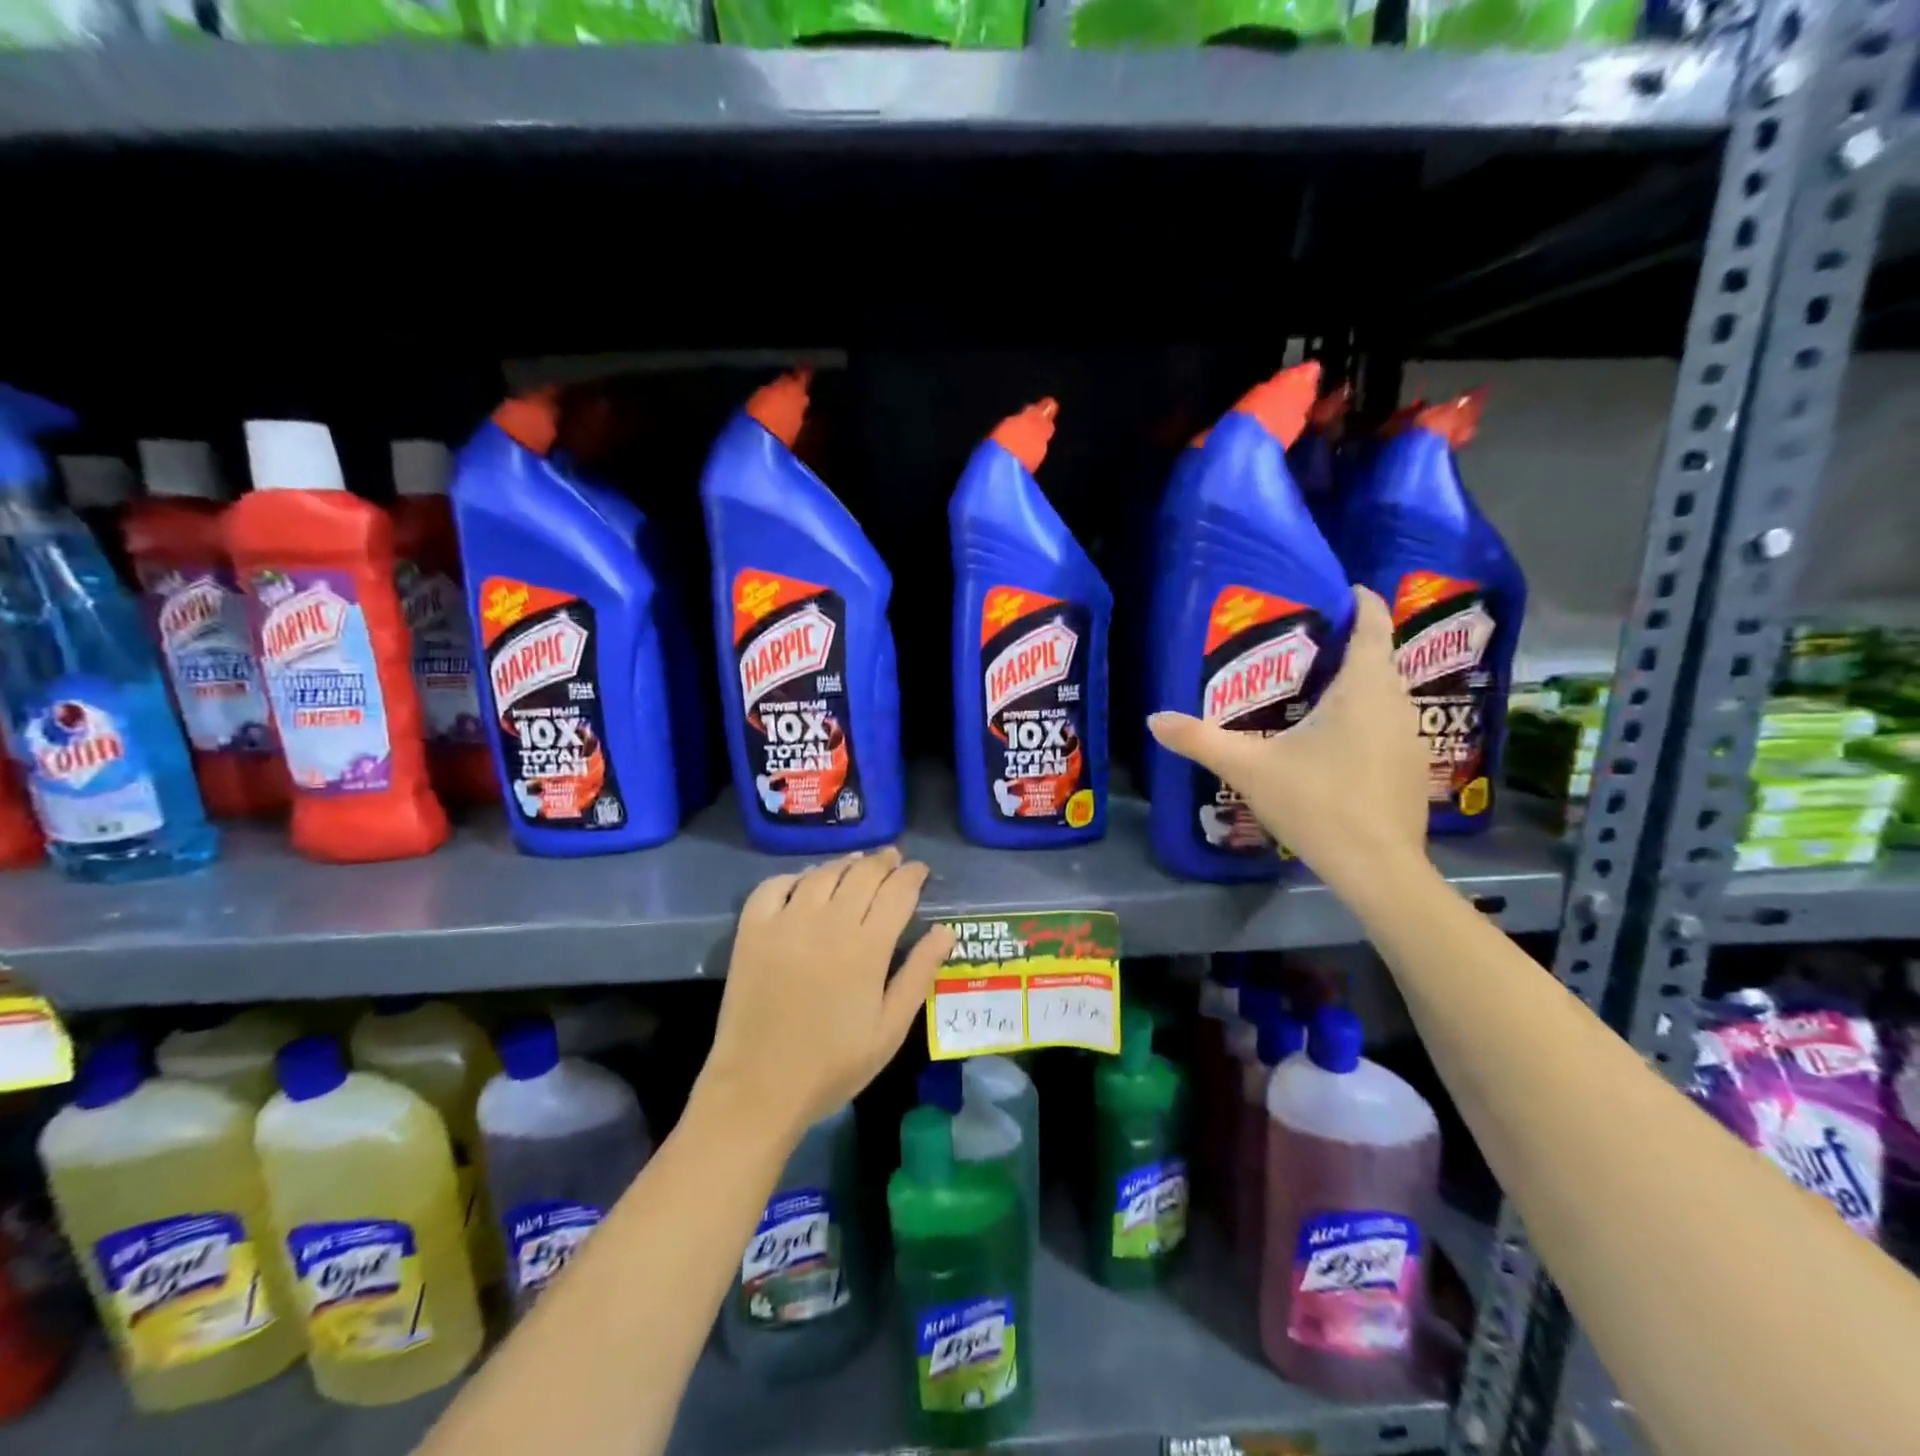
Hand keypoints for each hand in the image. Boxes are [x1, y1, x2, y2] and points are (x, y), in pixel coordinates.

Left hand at [698, 848, 953, 1136]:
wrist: (758, 1088)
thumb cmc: (833, 1065)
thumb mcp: (890, 1029)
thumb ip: (919, 974)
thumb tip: (946, 931)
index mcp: (867, 948)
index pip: (898, 892)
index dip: (913, 875)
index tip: (921, 870)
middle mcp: (828, 923)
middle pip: (863, 874)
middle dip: (884, 862)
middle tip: (894, 859)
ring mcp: (786, 922)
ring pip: (823, 873)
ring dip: (846, 863)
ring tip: (858, 864)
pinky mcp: (752, 930)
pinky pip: (774, 885)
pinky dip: (796, 876)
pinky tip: (806, 883)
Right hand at [1148, 585, 1429, 893]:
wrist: (1377, 868)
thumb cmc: (1317, 803)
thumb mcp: (1249, 769)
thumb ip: (1200, 740)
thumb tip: (1155, 719)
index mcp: (1363, 689)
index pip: (1372, 627)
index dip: (1362, 602)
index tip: (1344, 589)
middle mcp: (1395, 704)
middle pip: (1378, 659)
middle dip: (1350, 645)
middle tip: (1306, 644)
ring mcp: (1411, 738)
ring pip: (1385, 695)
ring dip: (1358, 684)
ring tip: (1315, 688)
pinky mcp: (1412, 769)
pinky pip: (1388, 725)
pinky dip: (1365, 717)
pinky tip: (1335, 741)